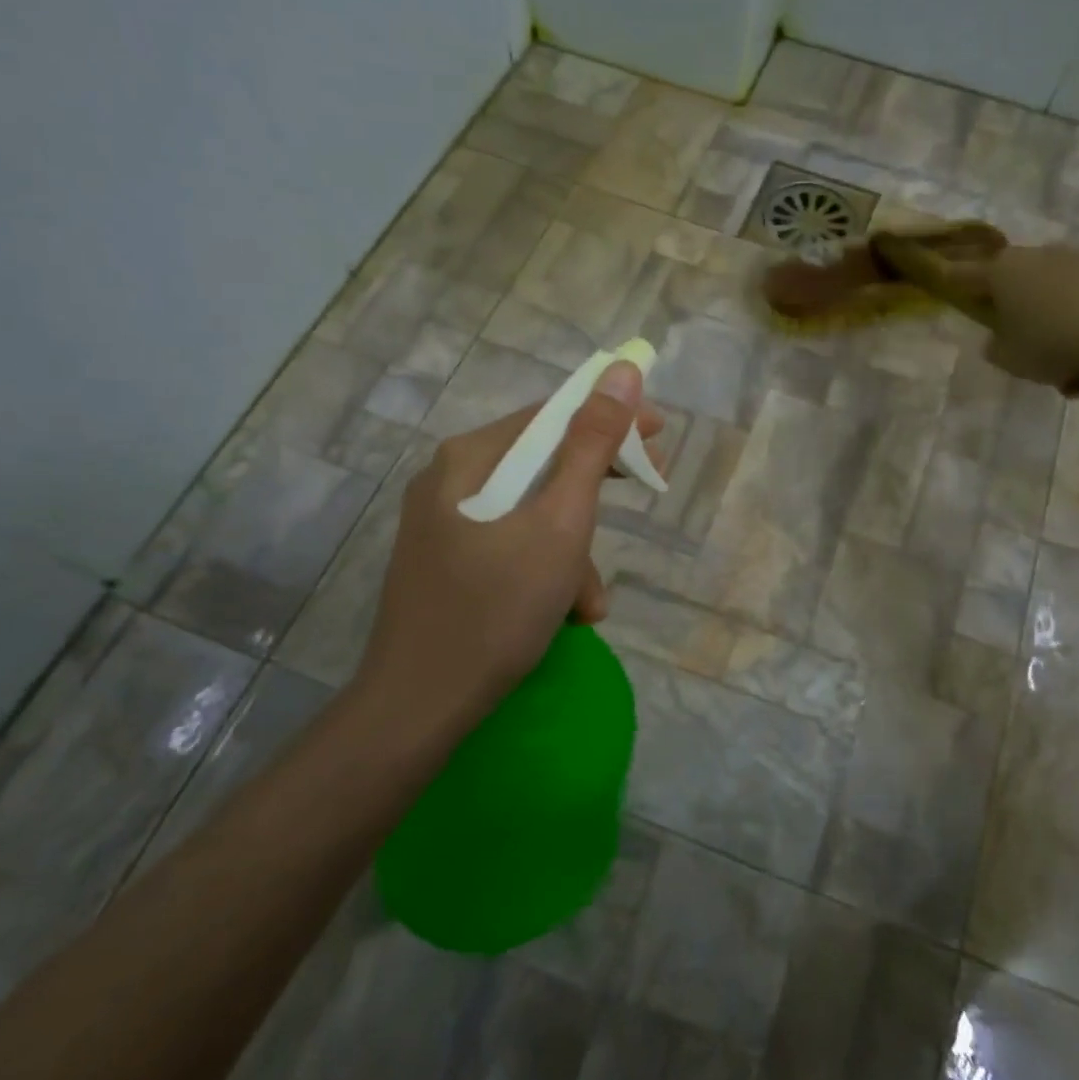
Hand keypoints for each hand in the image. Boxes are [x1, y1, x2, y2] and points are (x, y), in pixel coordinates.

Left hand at [351, 361, 664, 730]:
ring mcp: (444, 525)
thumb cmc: (497, 608)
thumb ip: (592, 446)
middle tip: (648, 491)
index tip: (660, 435)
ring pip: (531, 514)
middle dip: (595, 493)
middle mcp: (450, 480)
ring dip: (573, 551)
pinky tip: (565, 616)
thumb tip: (622, 372)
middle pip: (542, 464)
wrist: (418, 707)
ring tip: (589, 604)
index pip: (552, 416)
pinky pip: (511, 547)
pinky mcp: (447, 564)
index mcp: (470, 458)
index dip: (610, 418)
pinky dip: (546, 572)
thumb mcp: (560, 523)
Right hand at [957, 245, 1078, 412]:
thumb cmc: (1056, 343)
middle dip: (1018, 313)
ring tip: (1073, 371)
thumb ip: (996, 348)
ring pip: (1057, 296)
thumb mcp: (1011, 359)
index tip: (946, 285)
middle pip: (1017, 283)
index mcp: (1003, 272)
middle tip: (1025, 350)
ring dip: (1057, 325)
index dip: (953, 282)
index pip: (965, 274)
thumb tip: (998, 340)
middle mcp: (1040, 256)